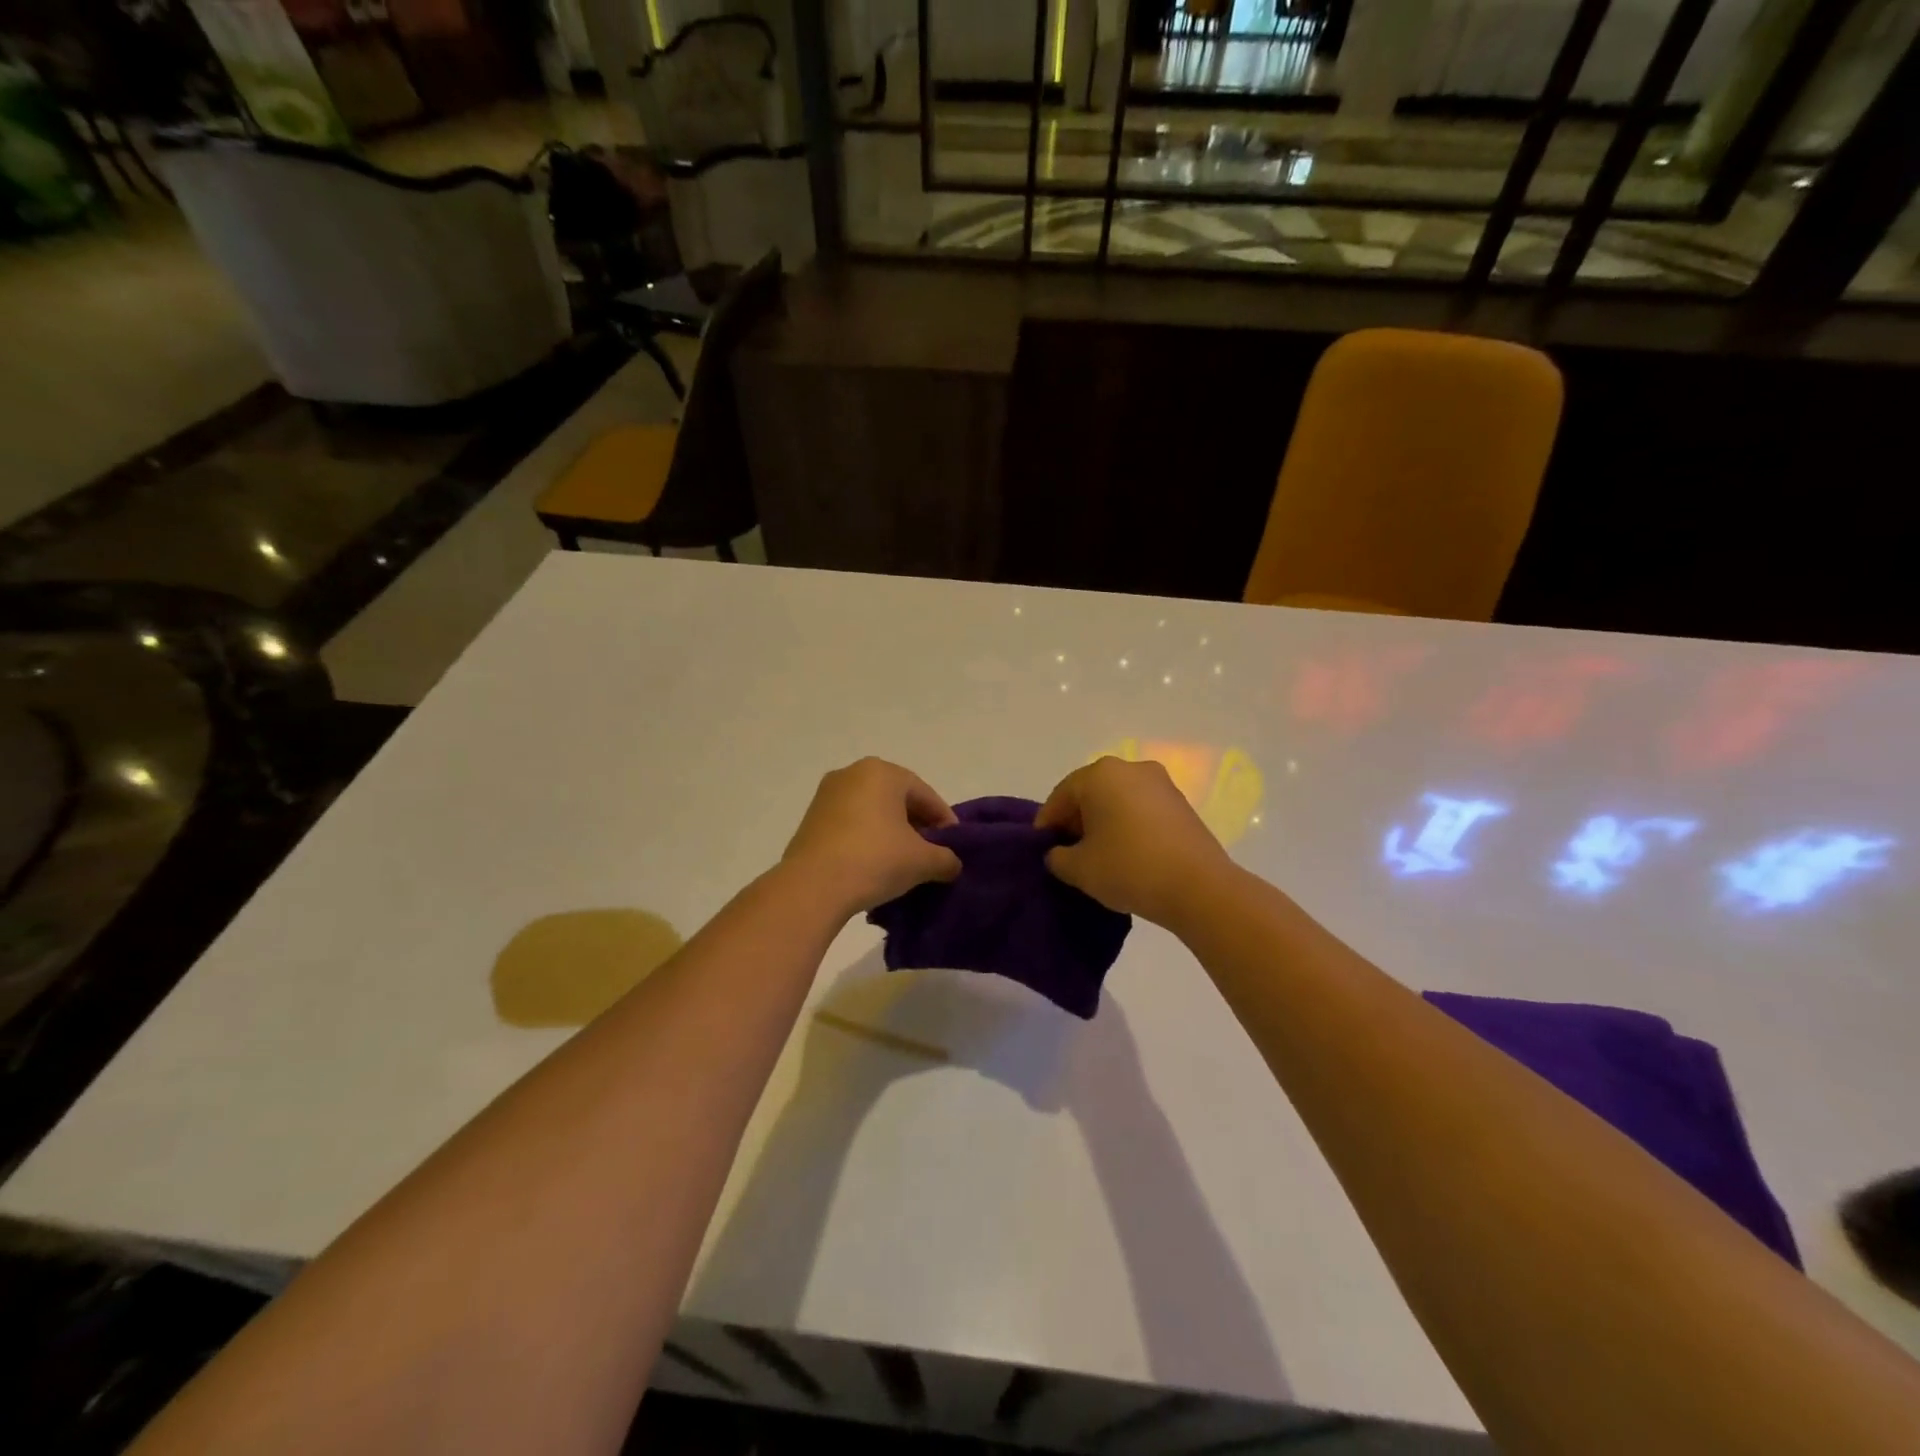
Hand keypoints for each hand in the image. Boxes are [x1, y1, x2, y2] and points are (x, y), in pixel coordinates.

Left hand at [782, 758, 962, 916]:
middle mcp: (852, 774)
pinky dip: (867, 839)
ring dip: (891, 833)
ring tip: (904, 862)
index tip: (955, 846)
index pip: (925, 794)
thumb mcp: (922, 861)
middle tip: (931, 853)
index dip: (945, 821)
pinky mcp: (810, 819)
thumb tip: (952, 864)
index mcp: (882, 772)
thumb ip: (946, 859)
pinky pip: (850, 824)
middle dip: (917, 825)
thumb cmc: (875, 860)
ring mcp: (826, 795)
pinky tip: (875, 865)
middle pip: (897, 799)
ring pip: (872, 811)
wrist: (812, 887)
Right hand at [1035, 757, 1234, 925]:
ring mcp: (1160, 783)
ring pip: (1117, 800)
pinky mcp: (1181, 803)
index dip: (1048, 824)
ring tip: (1098, 856)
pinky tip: (1126, 854)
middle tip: (1068, 853)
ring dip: (1103, 823)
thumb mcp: (1078, 869)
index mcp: (1100, 774)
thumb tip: (1059, 853)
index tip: (1043, 850)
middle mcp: (1130, 768)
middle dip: (1076, 821)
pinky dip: (1128, 826)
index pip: (1061, 796)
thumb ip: (1057, 857)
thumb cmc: (1129, 868)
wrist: (1199, 887)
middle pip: (1090, 793)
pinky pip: (1141, 809)